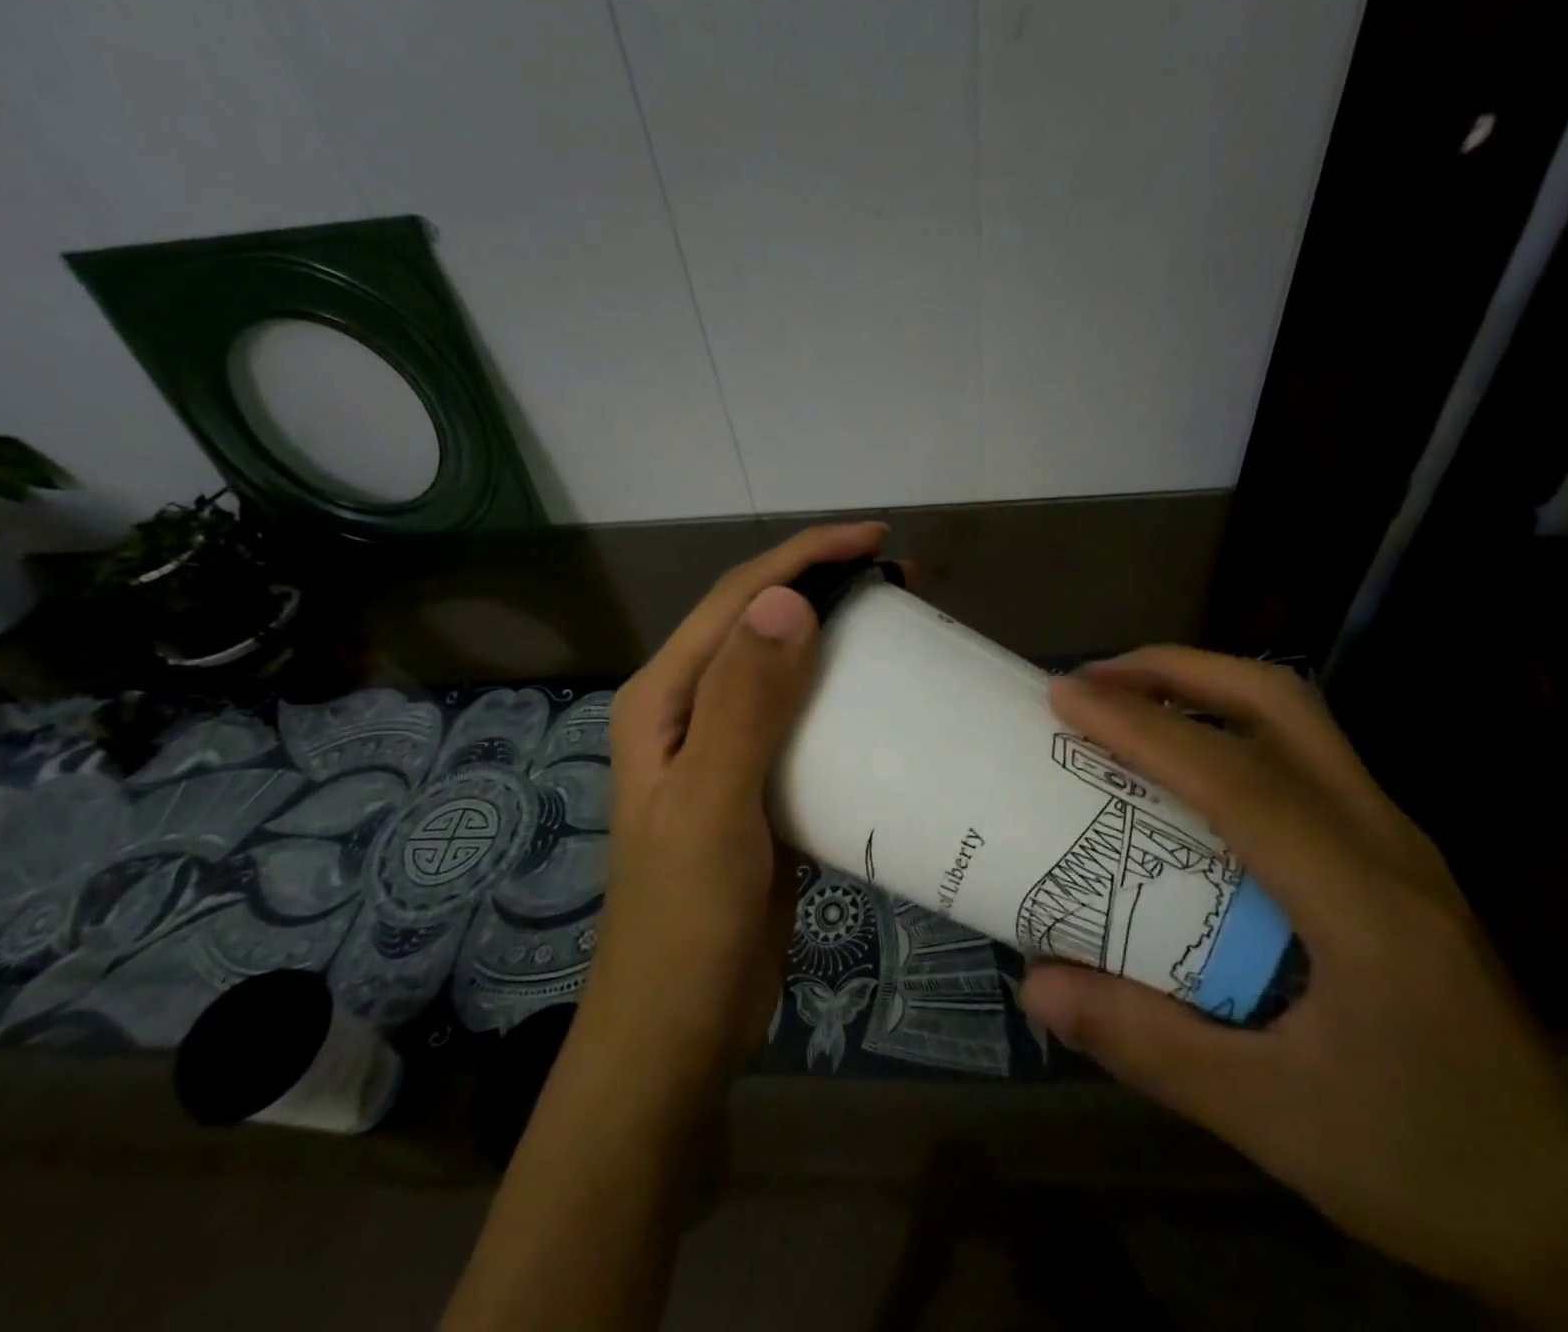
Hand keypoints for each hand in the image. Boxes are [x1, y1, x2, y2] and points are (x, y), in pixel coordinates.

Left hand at [444, 523, 886, 1331]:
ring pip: (785, 670)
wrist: (680, 1028)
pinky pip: (804, 722)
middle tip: (902, 583)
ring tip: (902, 630)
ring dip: (838, 641)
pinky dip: (843, 700)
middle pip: (760, 624)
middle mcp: (690, 711)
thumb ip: (746, 705)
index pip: (737, 601)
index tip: (876, 541)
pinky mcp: (758, 786)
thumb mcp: (715, 808)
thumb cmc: (686, 921)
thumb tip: (786, 602)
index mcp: (665, 698)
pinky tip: (885, 704)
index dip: (803, 557)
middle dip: (824, 588)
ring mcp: (724, 749)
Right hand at [1022, 648, 1567, 1329]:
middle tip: (1096, 680)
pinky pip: (1302, 757)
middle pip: (1282, 705)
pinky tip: (1186, 770)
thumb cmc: (1423, 1160)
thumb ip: (1146, 1044)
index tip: (1064, 696)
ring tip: (1127, 703)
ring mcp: (1395, 840)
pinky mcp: (1391, 856)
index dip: (1141, 727)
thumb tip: (1035, 984)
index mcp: (1361, 898)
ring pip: (1299, 720)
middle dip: (1179, 671)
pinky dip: (1229, 730)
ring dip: (1206, 690)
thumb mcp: (1270, 1118)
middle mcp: (1385, 841)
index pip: (1234, 779)